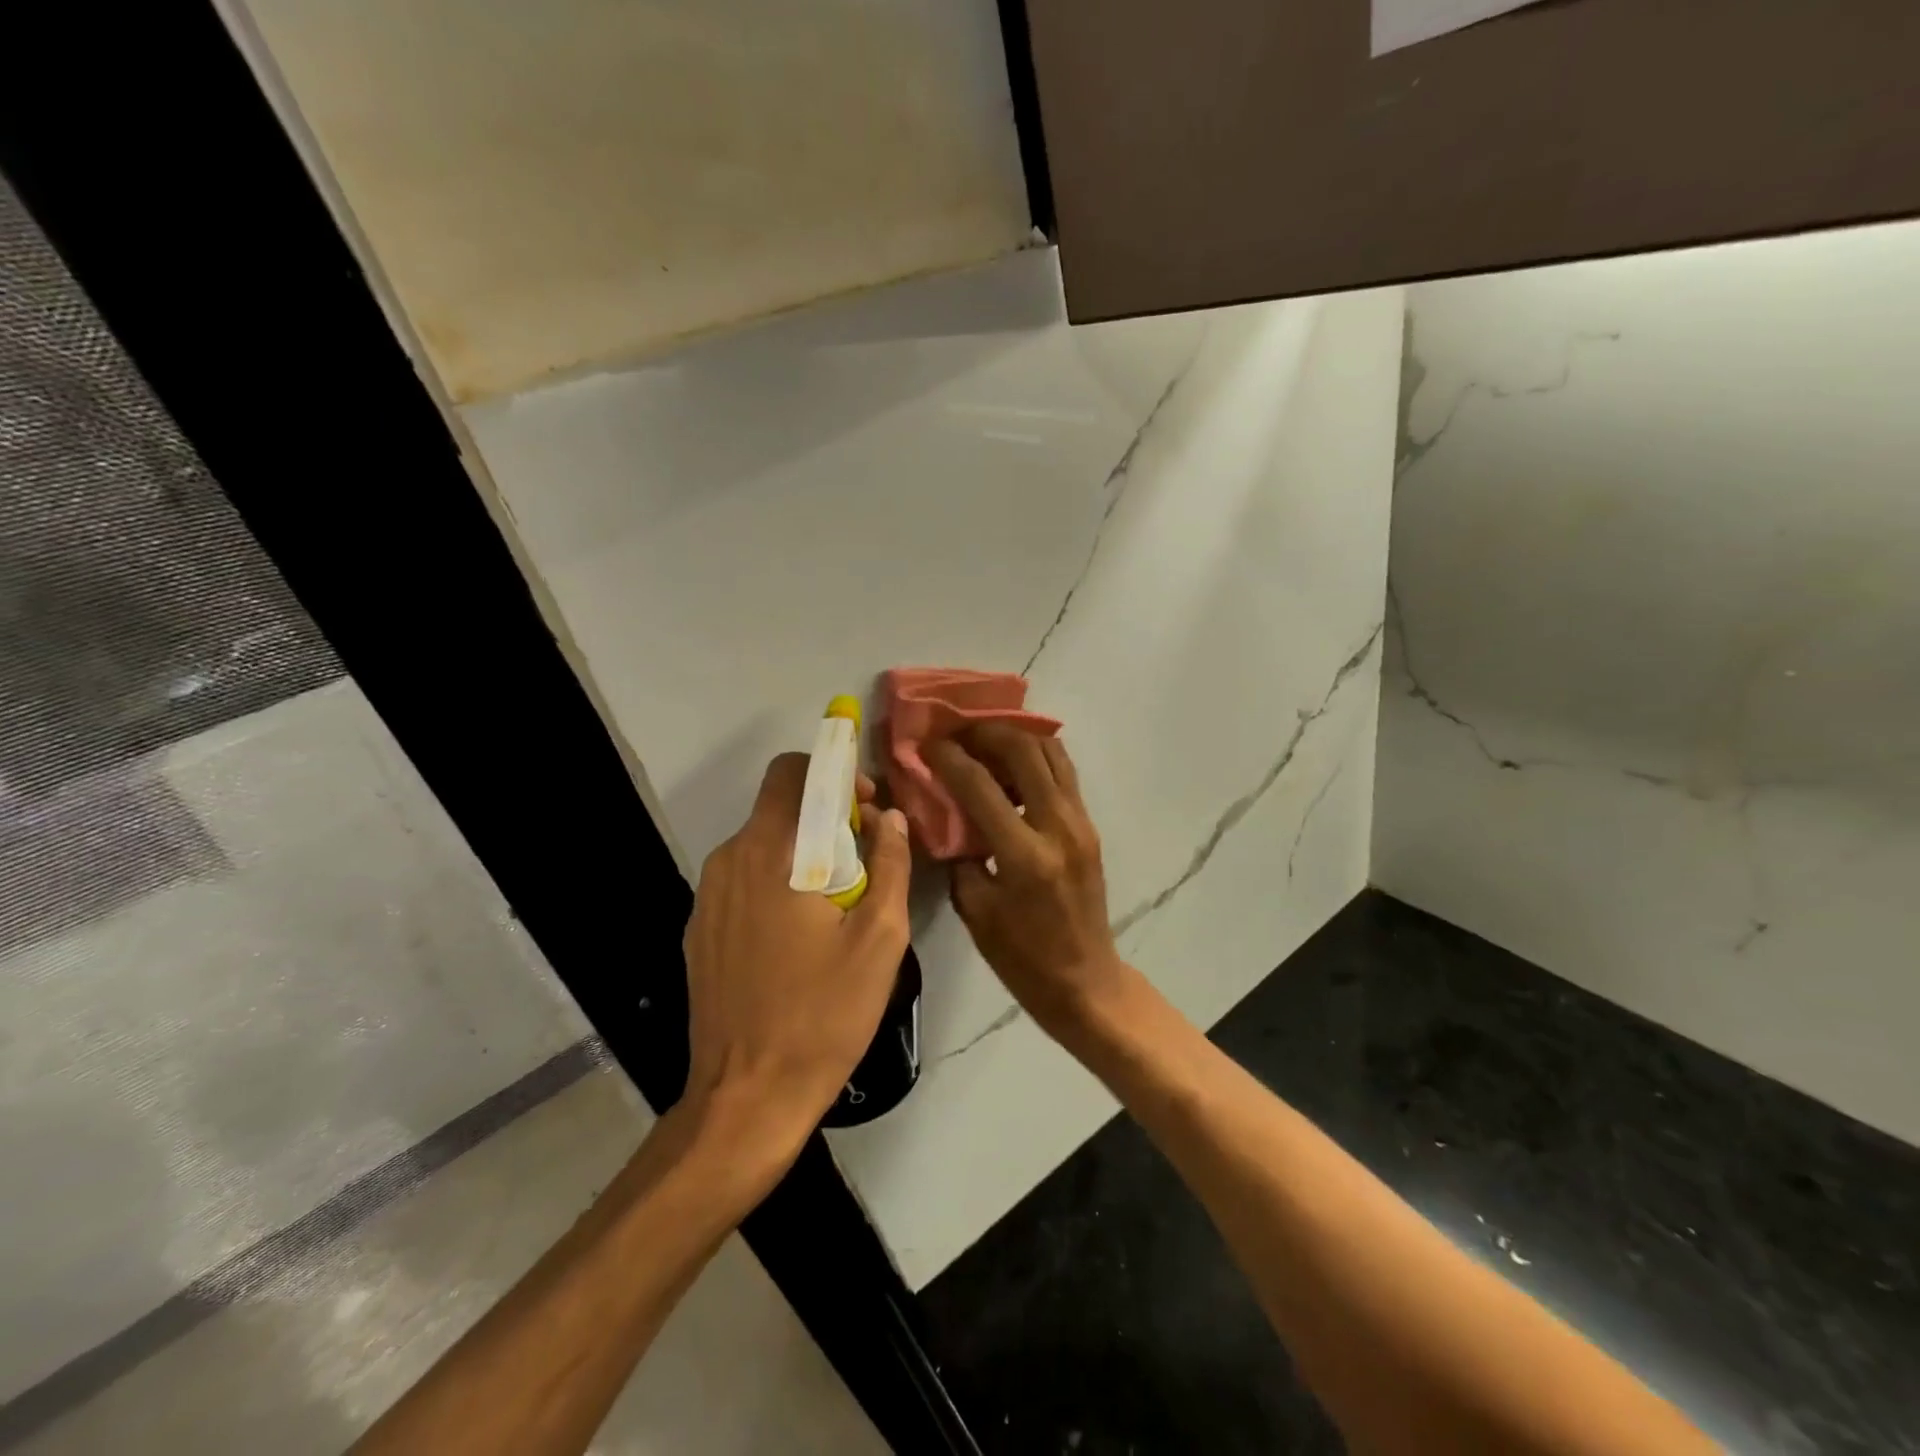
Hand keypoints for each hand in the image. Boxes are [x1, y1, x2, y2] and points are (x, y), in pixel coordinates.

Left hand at [682, 754, 910, 1155]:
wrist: (747, 1098)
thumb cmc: (823, 1015)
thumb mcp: (880, 938)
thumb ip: (890, 864)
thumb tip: (891, 819)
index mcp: (771, 852)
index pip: (793, 771)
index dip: (835, 774)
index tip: (868, 808)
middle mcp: (729, 860)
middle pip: (778, 806)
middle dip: (825, 814)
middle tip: (866, 857)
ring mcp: (707, 896)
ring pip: (762, 844)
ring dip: (804, 852)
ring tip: (839, 902)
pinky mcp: (700, 928)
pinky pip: (744, 880)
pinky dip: (777, 882)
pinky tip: (800, 933)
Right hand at [926, 725, 1126, 1036]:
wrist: (1085, 981)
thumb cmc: (1022, 957)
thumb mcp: (975, 909)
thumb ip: (960, 854)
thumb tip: (947, 813)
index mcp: (1024, 855)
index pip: (979, 785)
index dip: (948, 757)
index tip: (927, 743)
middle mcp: (1058, 827)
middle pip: (1024, 750)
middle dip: (986, 732)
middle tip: (958, 733)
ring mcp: (1081, 822)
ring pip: (1052, 751)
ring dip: (1016, 738)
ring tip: (984, 743)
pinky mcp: (1089, 825)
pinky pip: (1063, 772)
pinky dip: (1036, 756)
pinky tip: (1011, 765)